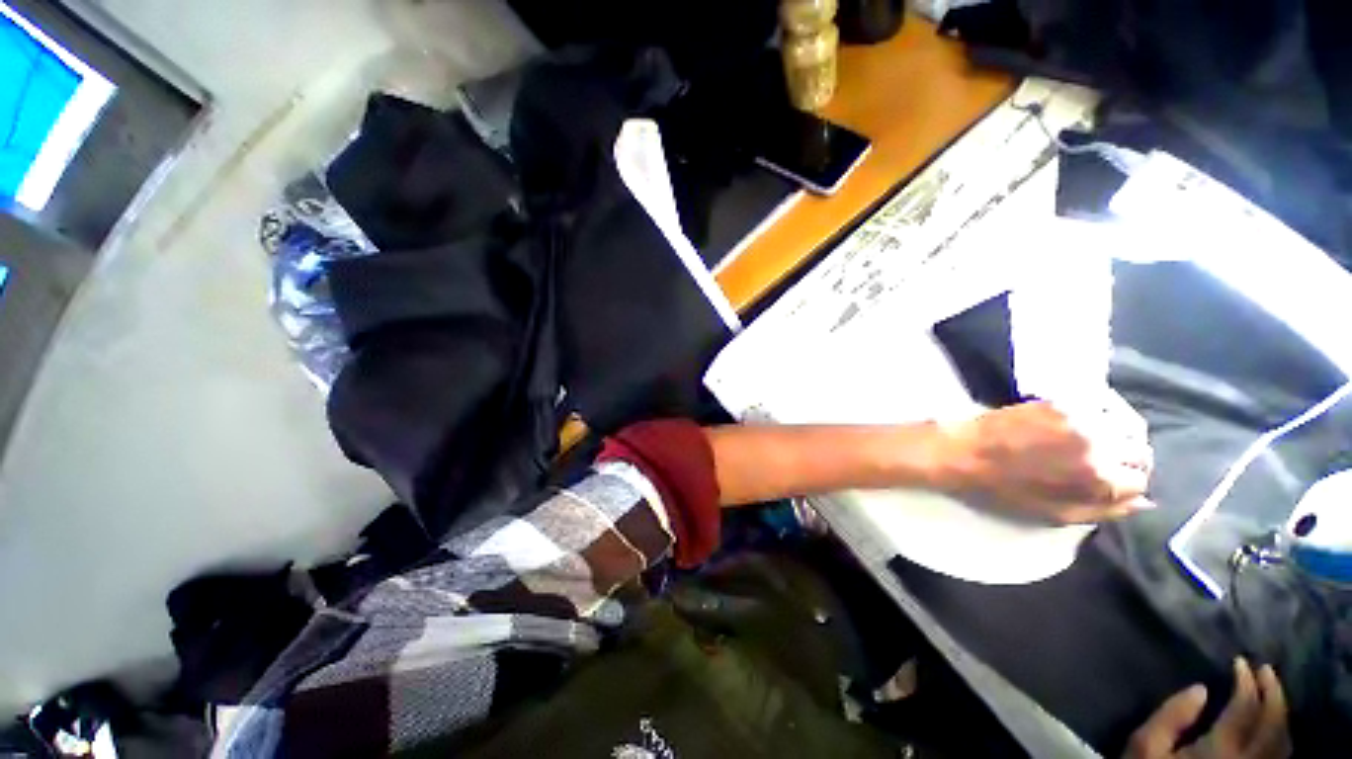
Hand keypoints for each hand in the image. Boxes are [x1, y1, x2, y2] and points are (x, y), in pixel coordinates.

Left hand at [937, 400, 1153, 523]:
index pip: (1140, 481)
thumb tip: (1145, 502)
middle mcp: (1099, 444)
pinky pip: (1104, 401)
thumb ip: (1104, 510)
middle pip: (1140, 451)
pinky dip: (1109, 410)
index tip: (1115, 483)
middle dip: (1132, 461)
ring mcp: (1080, 417)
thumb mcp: (1054, 514)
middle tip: (1111, 463)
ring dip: (1125, 435)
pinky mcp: (1061, 400)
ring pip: (1130, 424)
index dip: (1130, 485)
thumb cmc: (1002, 489)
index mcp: (1099, 478)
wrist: (962, 452)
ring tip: (1107, 442)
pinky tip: (1095, 419)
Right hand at [1125, 658, 1290, 758]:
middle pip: (1273, 724)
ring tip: (1272, 691)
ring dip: (1280, 713)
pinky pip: (1279, 755)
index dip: (1246, 682)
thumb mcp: (1146, 745)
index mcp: (1221, 749)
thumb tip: (1200, 688)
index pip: (1245, 708)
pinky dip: (1281, 734)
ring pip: (1283, 742)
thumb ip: (1171, 716)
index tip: (1240, 662)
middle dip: (1273, 693)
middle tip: (1265, 669)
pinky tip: (1274, 724)